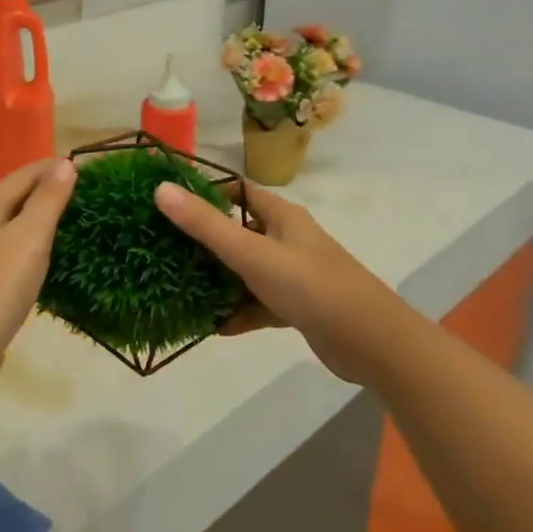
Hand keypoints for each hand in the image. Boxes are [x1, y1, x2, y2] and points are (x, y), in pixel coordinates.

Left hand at [0, 158, 75, 396]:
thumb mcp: (30, 237)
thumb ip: (47, 200)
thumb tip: (63, 164)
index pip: (20, 176)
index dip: (48, 168)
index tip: (78, 165)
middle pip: (6, 198)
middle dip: (37, 190)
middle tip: (71, 191)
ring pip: (1, 225)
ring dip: (27, 217)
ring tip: (53, 218)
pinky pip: (0, 251)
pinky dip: (18, 244)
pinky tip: (26, 255)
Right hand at [153, 180, 407, 386]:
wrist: (371, 343)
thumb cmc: (310, 286)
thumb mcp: (252, 253)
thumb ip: (205, 225)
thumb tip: (160, 188)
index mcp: (281, 216)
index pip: (238, 192)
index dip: (205, 192)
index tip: (168, 200)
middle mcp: (287, 240)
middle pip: (238, 232)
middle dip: (204, 241)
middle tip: (163, 248)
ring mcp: (293, 274)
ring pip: (246, 271)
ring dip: (218, 280)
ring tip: (179, 288)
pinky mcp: (297, 307)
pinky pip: (258, 304)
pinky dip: (238, 312)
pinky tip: (213, 326)